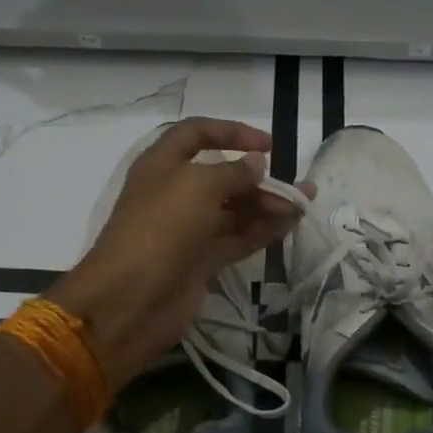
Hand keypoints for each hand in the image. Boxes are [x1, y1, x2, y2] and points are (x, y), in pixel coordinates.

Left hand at [50, 119, 305, 389]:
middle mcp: (174, 193)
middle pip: (221, 176)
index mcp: (162, 165)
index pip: (196, 134)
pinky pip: (236, 238)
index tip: (267, 145)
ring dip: (267, 205)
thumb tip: (255, 164)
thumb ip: (232, 172)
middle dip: (259, 178)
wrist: (130, 300)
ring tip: (302, 207)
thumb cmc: (160, 229)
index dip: (231, 132)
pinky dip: (261, 231)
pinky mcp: (200, 261)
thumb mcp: (197, 187)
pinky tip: (289, 227)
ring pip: (233, 209)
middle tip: (296, 187)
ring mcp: (188, 229)